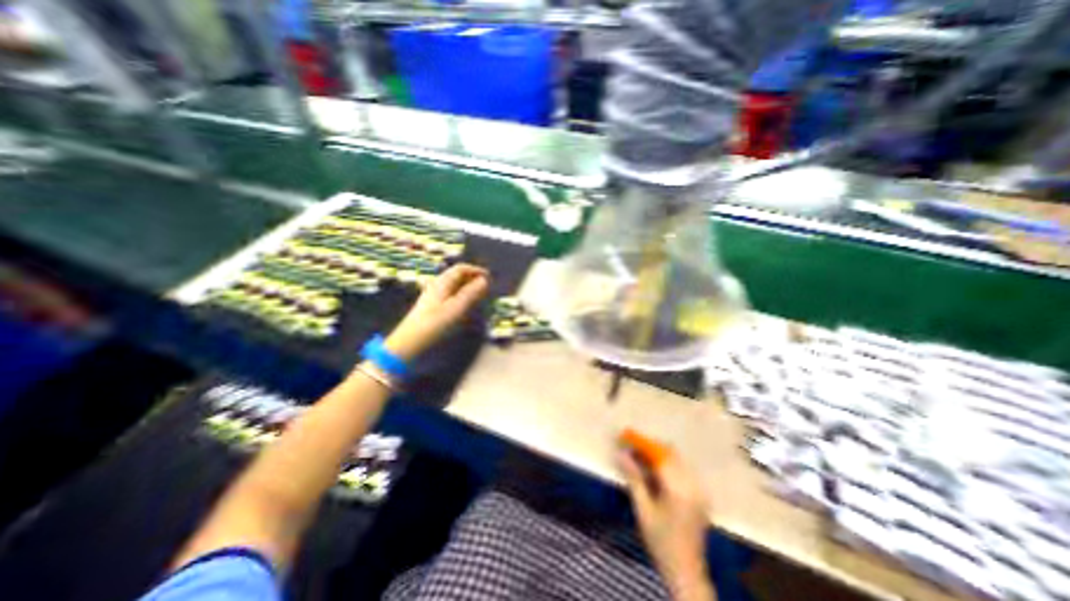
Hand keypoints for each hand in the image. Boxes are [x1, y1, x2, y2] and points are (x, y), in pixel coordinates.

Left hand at [385, 262, 487, 361]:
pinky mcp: (433, 308)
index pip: (461, 269)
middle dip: (473, 279)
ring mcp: (434, 297)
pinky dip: (462, 297)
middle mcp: (437, 286)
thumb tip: (484, 280)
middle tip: (487, 287)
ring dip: (468, 288)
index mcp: (442, 283)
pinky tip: (467, 306)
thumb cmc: (434, 325)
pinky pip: (451, 296)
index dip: (476, 270)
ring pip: (454, 287)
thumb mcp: (456, 309)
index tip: (490, 277)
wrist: (409, 344)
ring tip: (480, 296)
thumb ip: (471, 293)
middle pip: (457, 276)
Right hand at [614, 440, 713, 599]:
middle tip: (631, 447)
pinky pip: (683, 468)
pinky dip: (668, 463)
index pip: (658, 455)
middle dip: (649, 446)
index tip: (625, 435)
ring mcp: (699, 489)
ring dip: (658, 453)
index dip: (641, 442)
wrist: (686, 572)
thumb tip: (621, 454)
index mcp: (678, 489)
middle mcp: (692, 485)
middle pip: (670, 452)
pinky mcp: (701, 494)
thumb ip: (633, 478)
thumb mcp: (643, 509)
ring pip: (677, 458)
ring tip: (640, 456)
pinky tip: (655, 470)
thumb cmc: (660, 541)